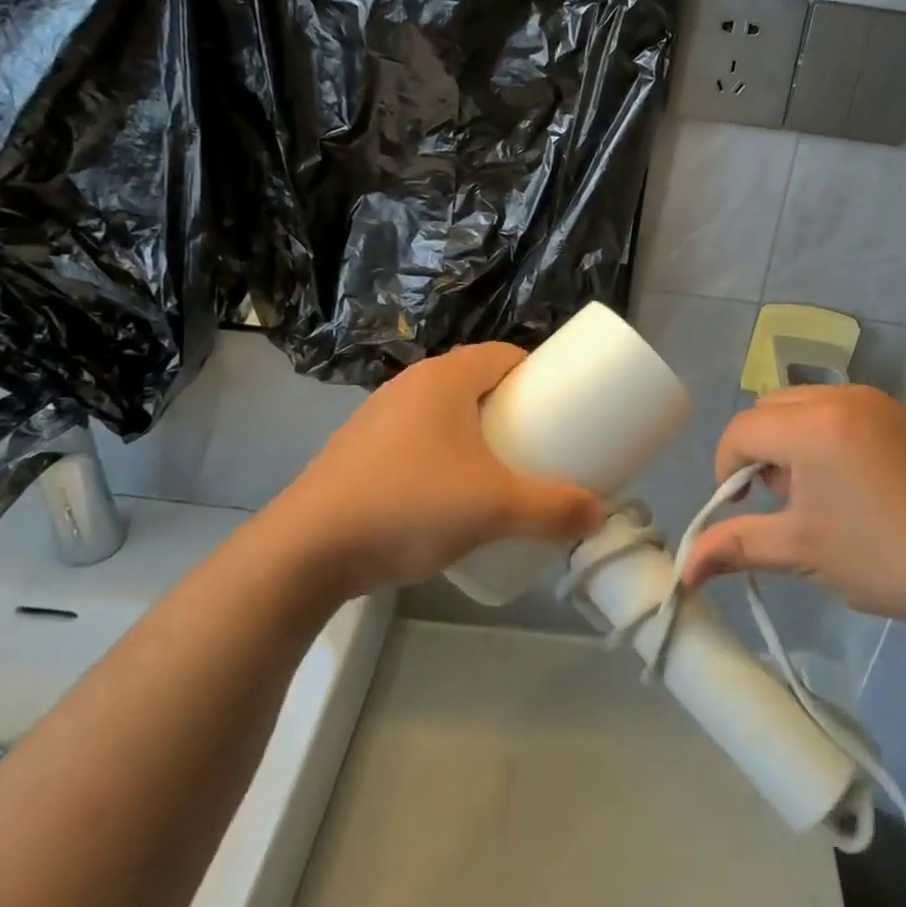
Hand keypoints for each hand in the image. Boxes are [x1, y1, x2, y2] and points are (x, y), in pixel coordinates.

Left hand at [265, 343, 605, 593]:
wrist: (305, 552)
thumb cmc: (409, 506)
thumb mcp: (494, 508)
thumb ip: (553, 509)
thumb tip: (600, 514)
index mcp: (444, 379)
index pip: (504, 354)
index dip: (539, 373)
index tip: (562, 406)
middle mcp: (409, 386)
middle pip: (476, 383)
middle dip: (512, 408)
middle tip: (540, 444)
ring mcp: (377, 418)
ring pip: (443, 413)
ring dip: (476, 433)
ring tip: (500, 472)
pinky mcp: (357, 452)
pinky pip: (416, 440)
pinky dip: (442, 455)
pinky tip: (448, 496)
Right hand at [681, 385, 905, 640]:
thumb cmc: (888, 559)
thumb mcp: (804, 552)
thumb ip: (737, 548)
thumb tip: (684, 571)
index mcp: (813, 425)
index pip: (742, 431)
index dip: (727, 470)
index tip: (743, 508)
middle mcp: (842, 397)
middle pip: (770, 408)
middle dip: (759, 450)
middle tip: (780, 501)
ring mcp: (879, 402)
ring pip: (806, 404)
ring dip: (791, 440)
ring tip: (816, 495)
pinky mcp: (905, 416)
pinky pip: (842, 410)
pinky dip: (826, 436)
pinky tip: (853, 486)